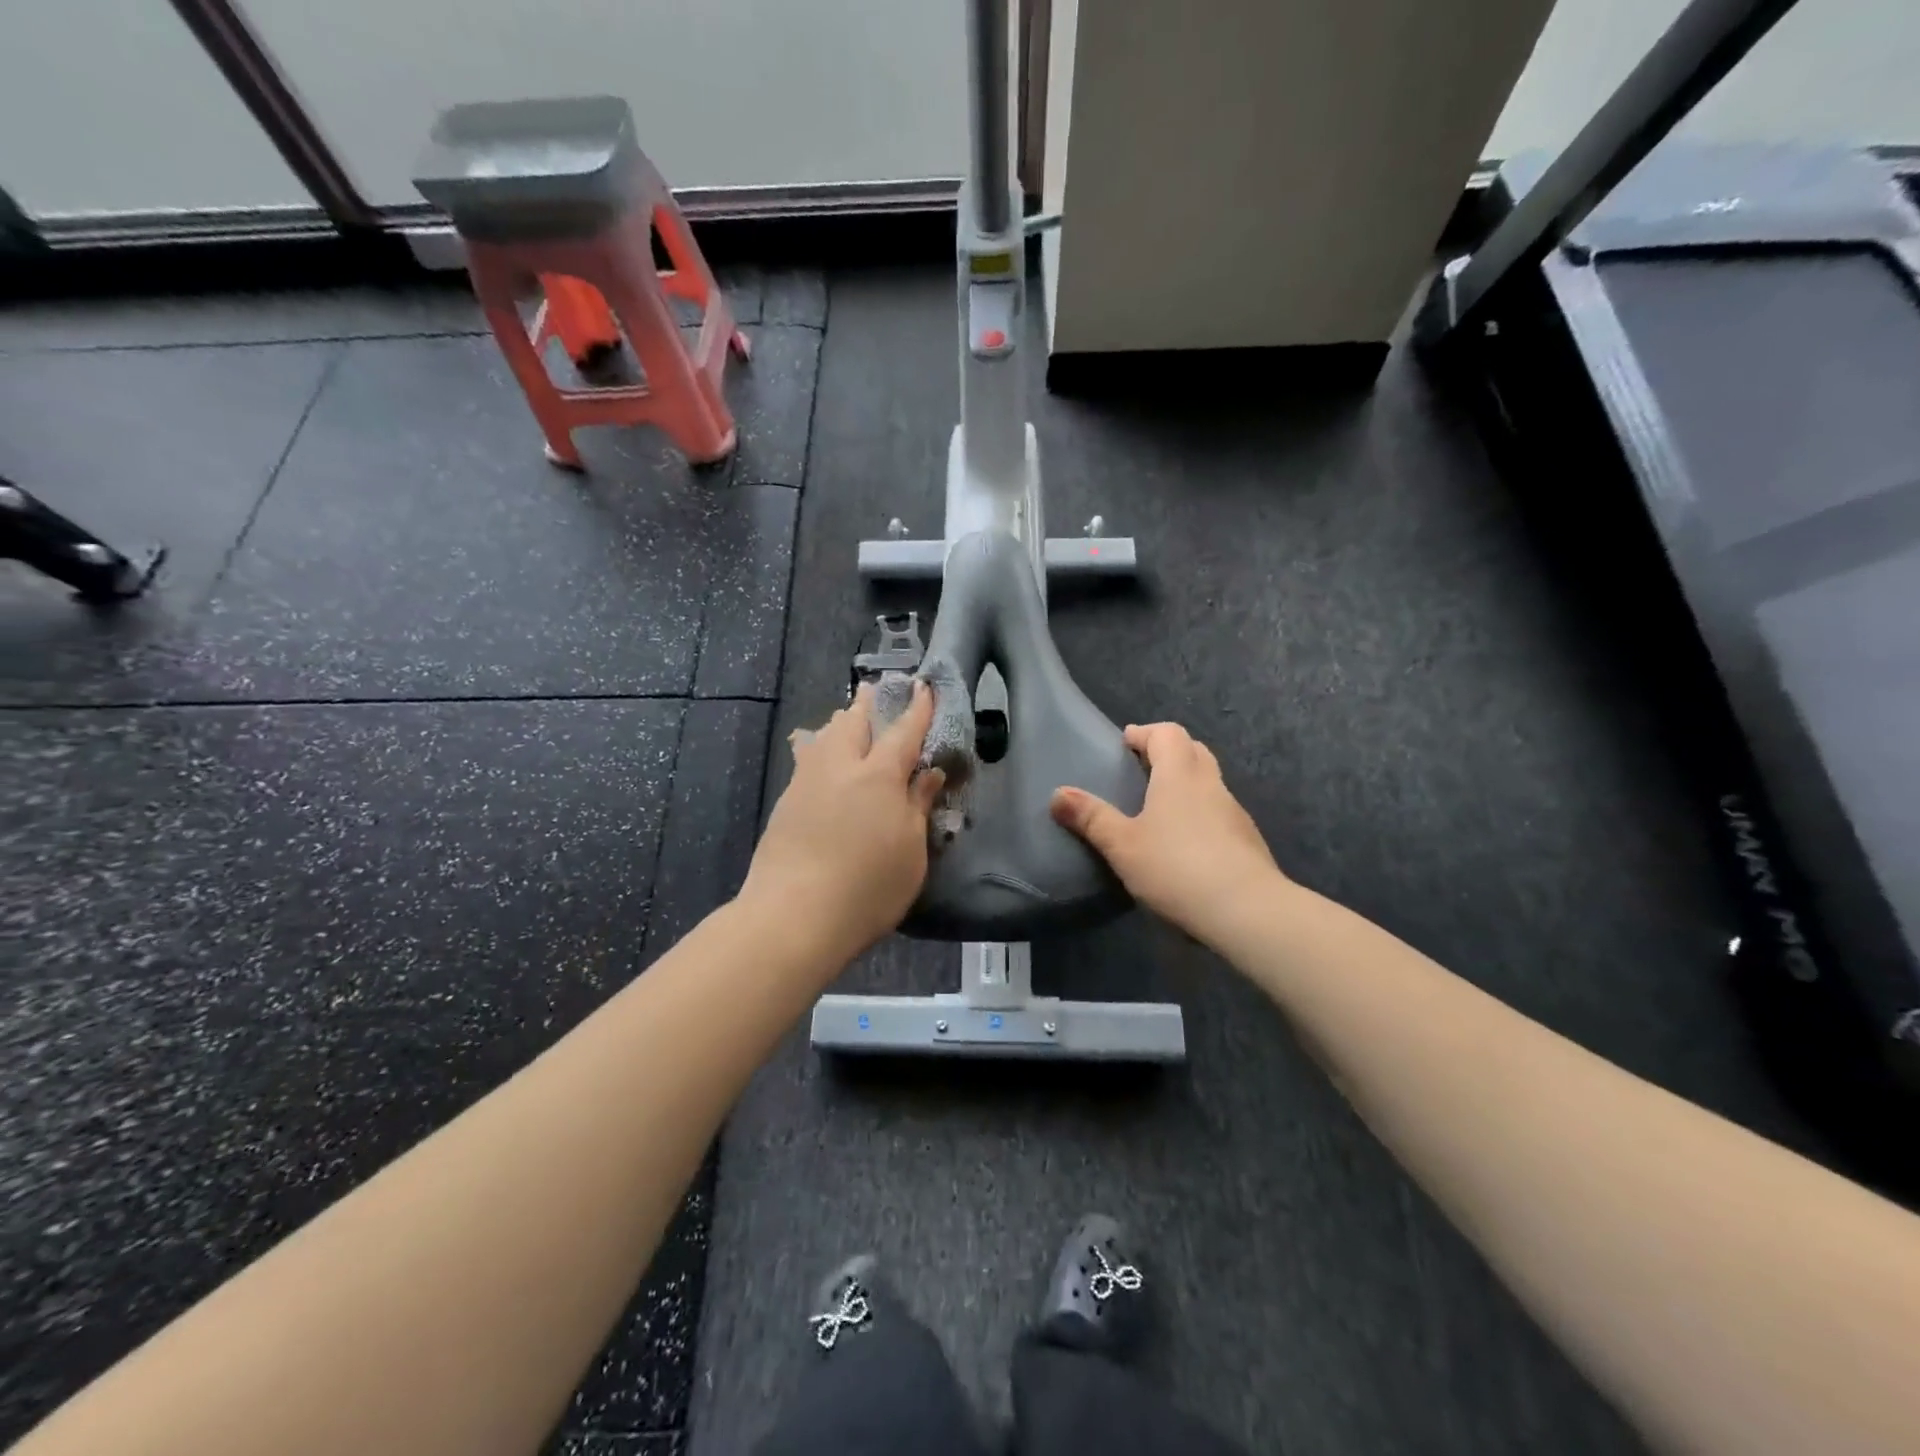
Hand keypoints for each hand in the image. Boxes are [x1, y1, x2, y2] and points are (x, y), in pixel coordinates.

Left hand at [740, 681, 945, 963]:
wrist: (793, 916)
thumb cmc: (867, 888)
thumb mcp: (911, 852)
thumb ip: (918, 806)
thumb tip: (928, 773)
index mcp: (879, 776)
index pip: (903, 731)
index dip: (917, 708)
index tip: (923, 686)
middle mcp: (841, 767)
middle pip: (854, 721)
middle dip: (868, 703)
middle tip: (876, 691)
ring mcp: (807, 782)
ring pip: (824, 735)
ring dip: (840, 721)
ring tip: (848, 718)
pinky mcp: (786, 802)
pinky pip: (807, 758)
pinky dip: (820, 746)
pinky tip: (820, 756)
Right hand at [1050, 722, 1282, 942]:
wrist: (1248, 911)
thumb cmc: (1177, 867)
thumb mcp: (1122, 845)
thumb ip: (1091, 818)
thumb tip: (1058, 793)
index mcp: (1180, 774)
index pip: (1167, 733)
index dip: (1144, 733)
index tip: (1125, 743)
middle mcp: (1210, 784)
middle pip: (1192, 750)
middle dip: (1167, 752)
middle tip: (1141, 769)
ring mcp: (1234, 812)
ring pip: (1209, 782)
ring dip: (1186, 783)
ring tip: (1159, 808)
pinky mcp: (1247, 841)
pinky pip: (1219, 812)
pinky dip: (1200, 813)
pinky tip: (1186, 843)